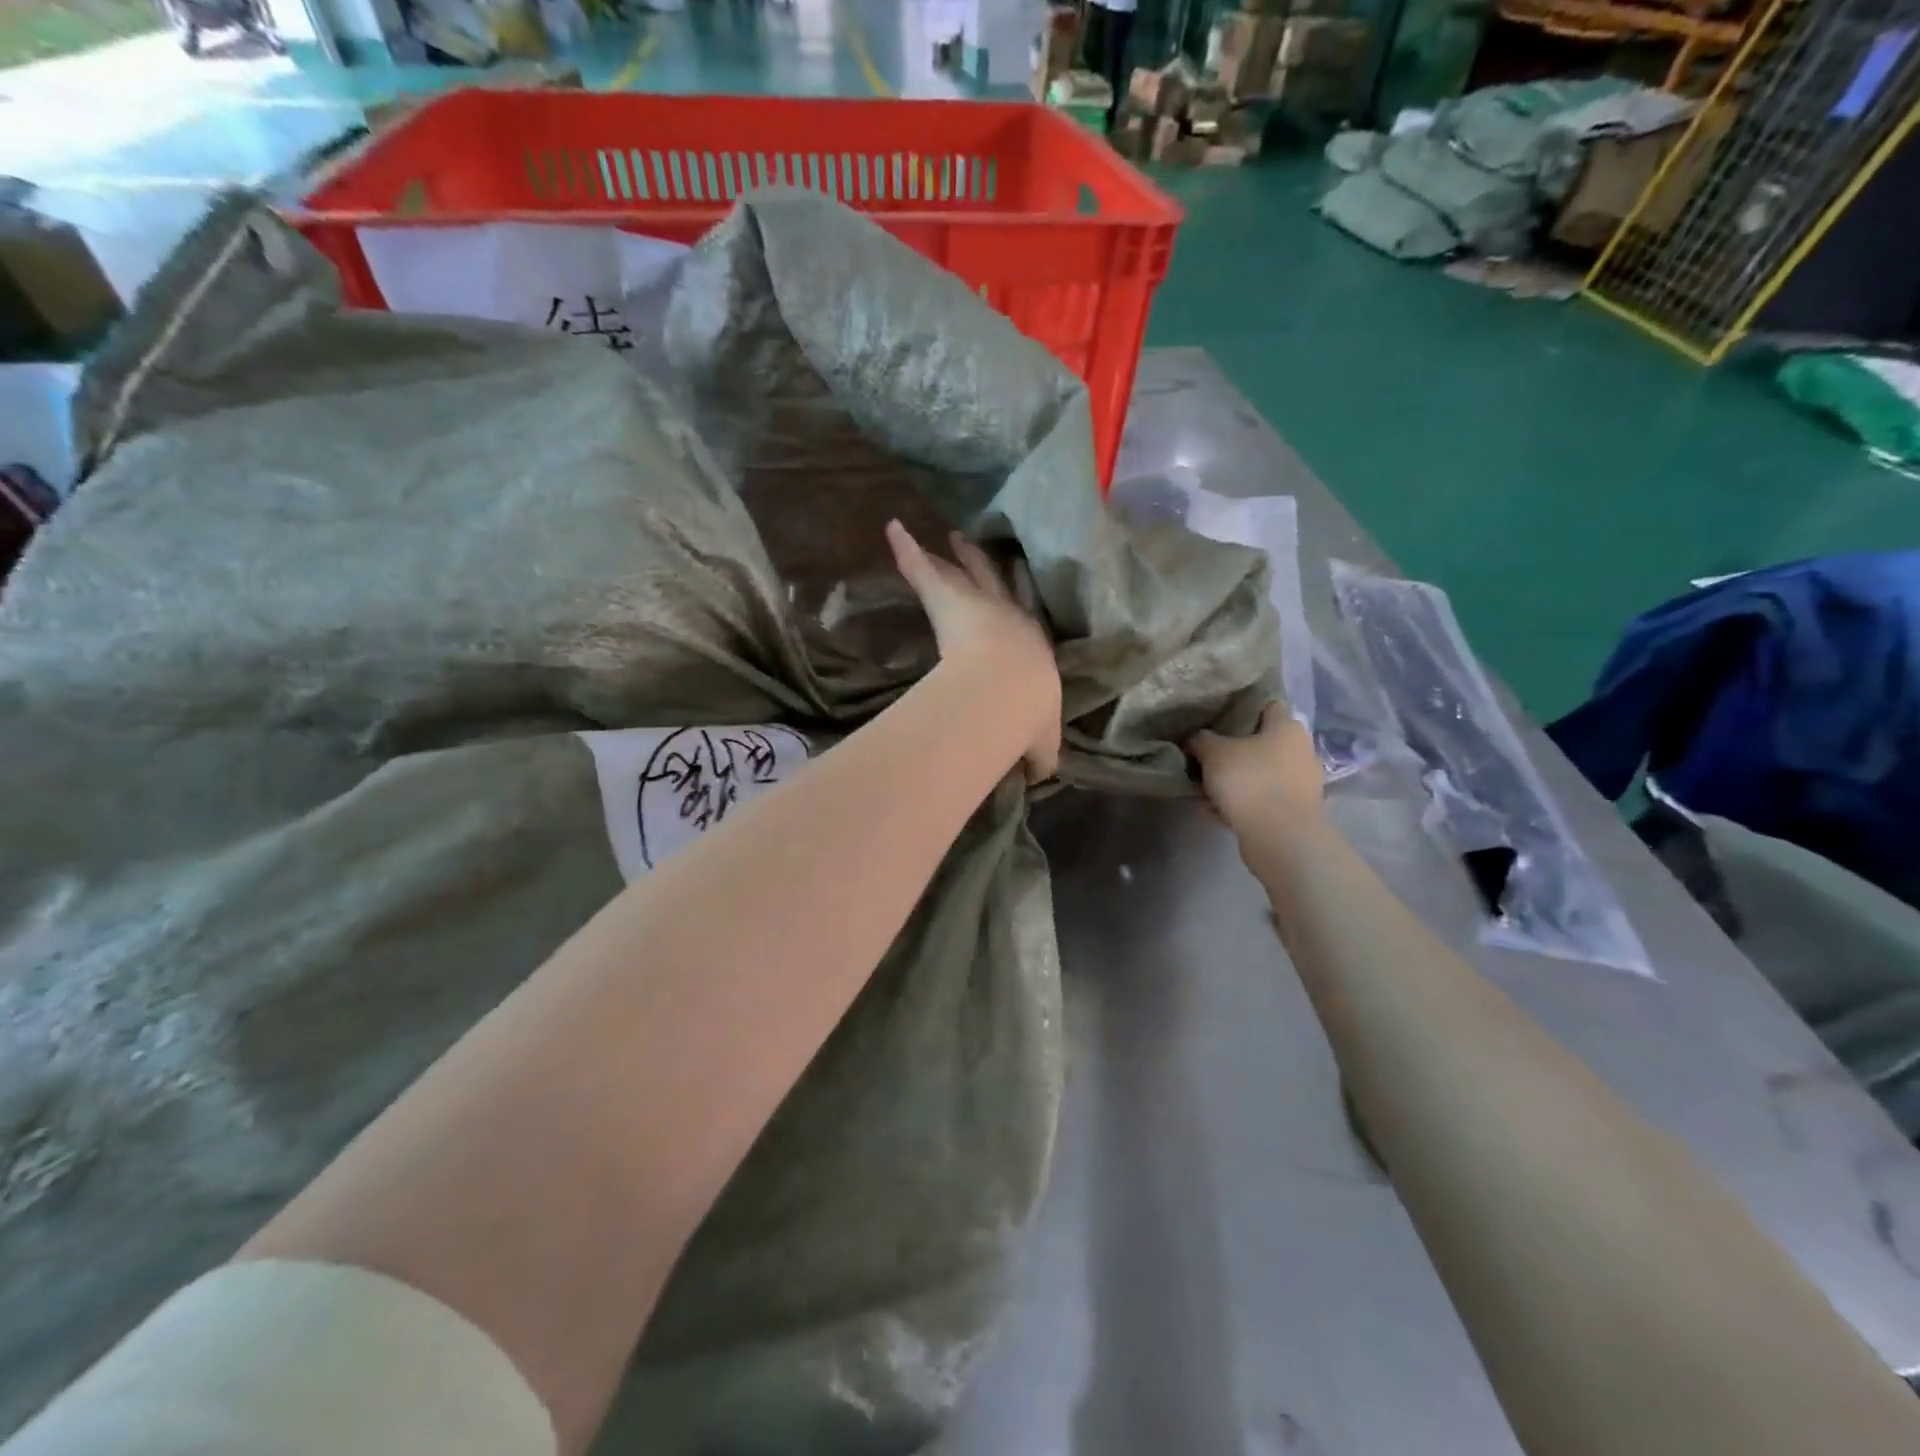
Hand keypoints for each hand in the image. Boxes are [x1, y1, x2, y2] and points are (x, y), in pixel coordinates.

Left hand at [887, 520, 1061, 782]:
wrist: (1007, 693)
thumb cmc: (1026, 715)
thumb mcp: (1039, 742)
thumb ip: (1039, 756)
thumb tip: (1041, 775)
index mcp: (1032, 646)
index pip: (1024, 622)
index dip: (1017, 610)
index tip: (1013, 600)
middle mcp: (1009, 616)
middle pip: (998, 584)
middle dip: (992, 568)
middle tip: (984, 552)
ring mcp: (977, 603)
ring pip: (965, 573)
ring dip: (958, 555)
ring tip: (952, 535)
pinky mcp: (945, 598)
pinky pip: (922, 571)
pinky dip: (905, 549)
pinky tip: (892, 528)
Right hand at [1188, 702, 1321, 830]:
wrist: (1280, 838)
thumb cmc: (1250, 782)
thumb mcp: (1213, 753)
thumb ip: (1200, 740)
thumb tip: (1196, 738)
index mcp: (1288, 728)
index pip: (1266, 705)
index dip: (1240, 708)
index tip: (1215, 717)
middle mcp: (1300, 751)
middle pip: (1261, 742)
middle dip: (1234, 749)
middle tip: (1205, 754)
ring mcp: (1300, 783)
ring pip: (1259, 773)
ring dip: (1235, 780)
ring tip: (1204, 788)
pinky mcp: (1294, 810)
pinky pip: (1260, 799)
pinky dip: (1240, 803)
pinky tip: (1213, 811)